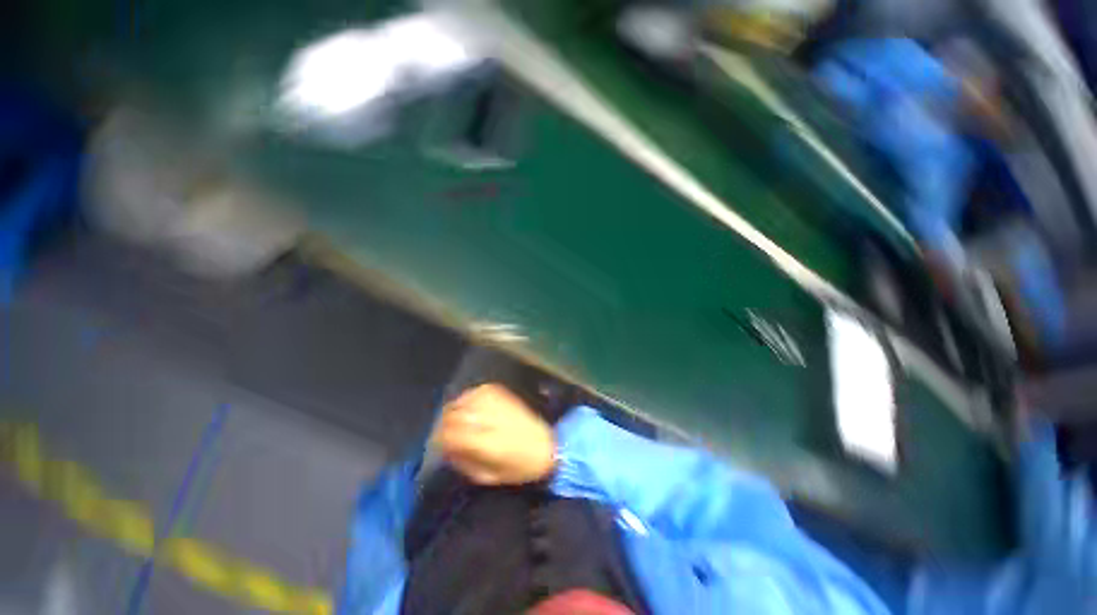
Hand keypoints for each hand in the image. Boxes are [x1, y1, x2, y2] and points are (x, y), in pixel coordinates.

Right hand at [430, 383, 555, 485]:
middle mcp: (491, 419)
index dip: (438, 439)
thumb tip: (446, 449)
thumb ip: (464, 463)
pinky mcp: (503, 393)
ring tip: (454, 420)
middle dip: (442, 424)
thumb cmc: (519, 468)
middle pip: (454, 415)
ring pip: (463, 400)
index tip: (436, 445)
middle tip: (442, 433)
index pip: (451, 434)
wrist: (546, 446)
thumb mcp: (489, 477)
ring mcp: (497, 402)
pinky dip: (468, 398)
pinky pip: (477, 391)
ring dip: (454, 410)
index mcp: (488, 443)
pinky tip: (468, 407)